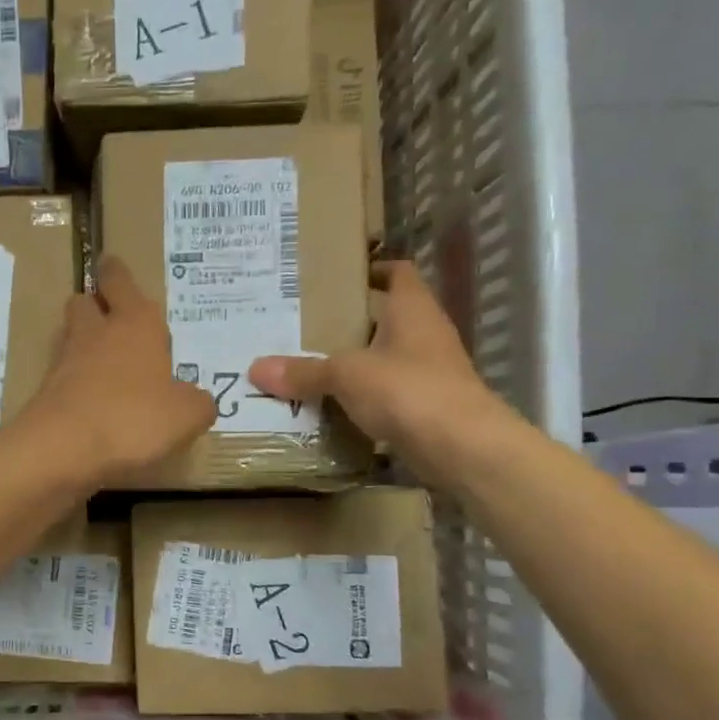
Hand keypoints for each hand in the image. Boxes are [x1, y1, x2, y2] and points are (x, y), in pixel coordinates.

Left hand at [24, 255, 214, 486]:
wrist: (64, 449)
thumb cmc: (134, 418)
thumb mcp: (187, 415)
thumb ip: (197, 403)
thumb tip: (197, 401)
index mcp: (135, 324)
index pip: (120, 281)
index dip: (116, 273)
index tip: (112, 266)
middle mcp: (97, 333)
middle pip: (85, 301)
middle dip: (96, 305)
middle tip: (113, 320)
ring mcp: (65, 362)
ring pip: (70, 336)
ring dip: (84, 342)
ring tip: (106, 364)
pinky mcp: (46, 392)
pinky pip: (63, 376)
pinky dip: (75, 381)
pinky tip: (93, 401)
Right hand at [248, 260, 519, 486]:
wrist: (463, 449)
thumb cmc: (408, 390)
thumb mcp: (347, 375)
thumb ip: (304, 371)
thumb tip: (255, 368)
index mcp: (413, 310)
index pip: (398, 273)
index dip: (371, 270)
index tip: (336, 277)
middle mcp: (425, 335)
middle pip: (386, 318)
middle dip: (348, 321)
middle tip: (304, 324)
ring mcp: (428, 373)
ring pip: (385, 358)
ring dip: (354, 362)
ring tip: (309, 364)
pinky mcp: (425, 408)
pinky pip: (386, 394)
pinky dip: (362, 398)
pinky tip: (331, 406)